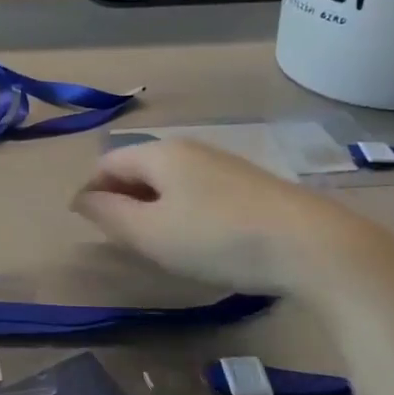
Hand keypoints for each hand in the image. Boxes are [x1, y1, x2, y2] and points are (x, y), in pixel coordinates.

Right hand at [72, 138, 393, 296]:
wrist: (311, 245)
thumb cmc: (217, 238)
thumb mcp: (151, 233)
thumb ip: (109, 214)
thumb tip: (82, 199)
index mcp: (160, 154)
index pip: (107, 164)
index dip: (90, 192)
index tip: (87, 227)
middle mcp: (189, 149)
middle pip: (139, 168)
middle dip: (121, 199)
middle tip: (121, 240)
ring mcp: (223, 164)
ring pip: (170, 180)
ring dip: (153, 207)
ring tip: (157, 244)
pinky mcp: (250, 184)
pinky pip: (198, 191)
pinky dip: (183, 211)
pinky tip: (198, 240)